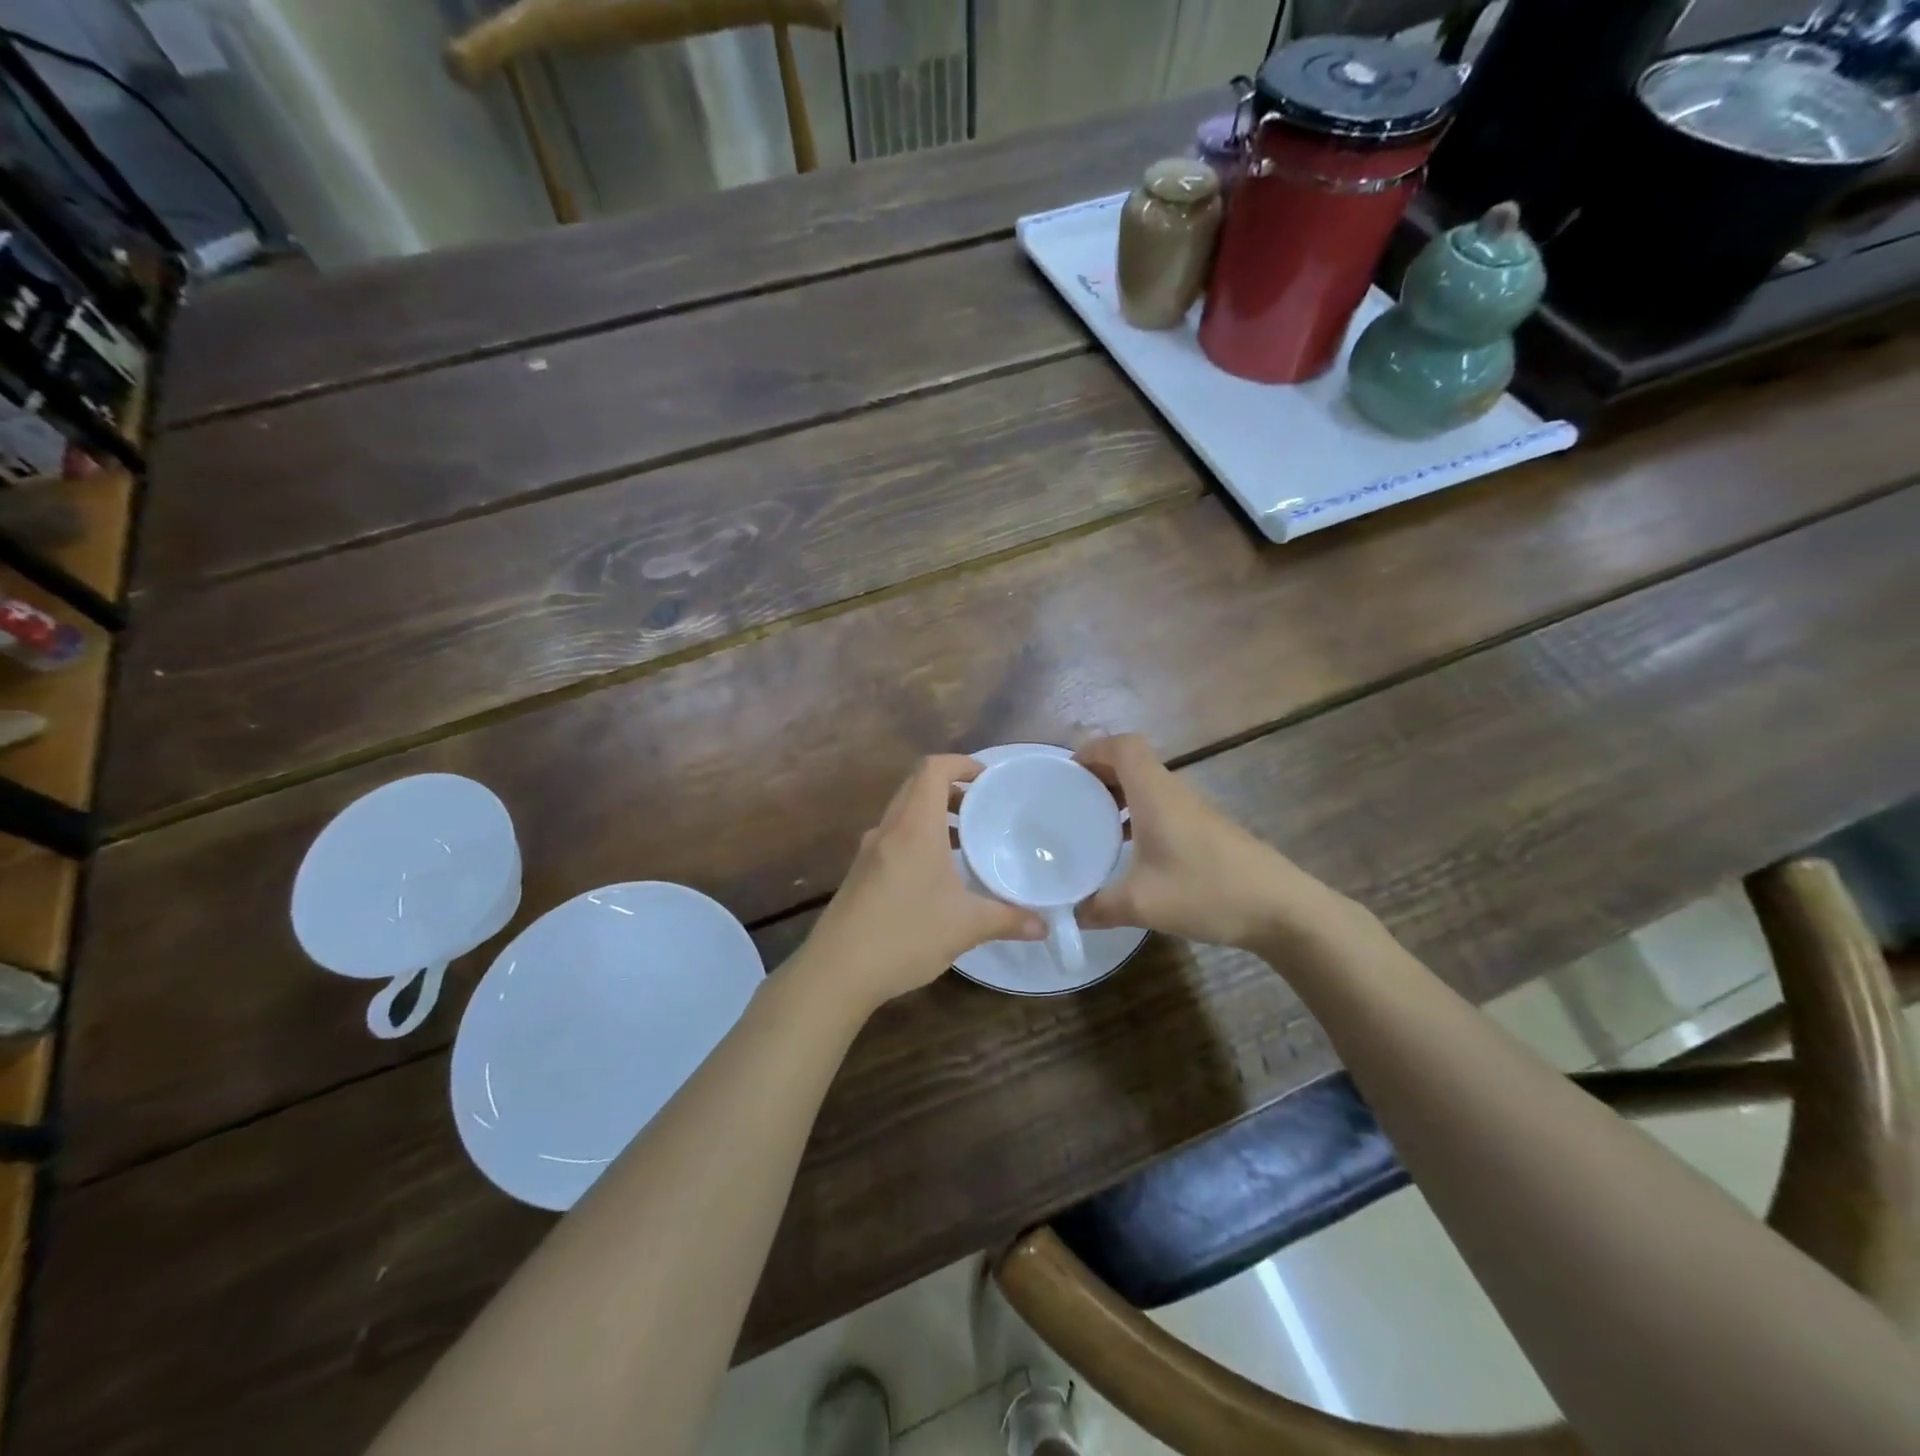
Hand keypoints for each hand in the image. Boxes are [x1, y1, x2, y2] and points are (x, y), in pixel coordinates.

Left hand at [795, 755, 1045, 1012]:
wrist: (837, 970)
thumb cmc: (905, 934)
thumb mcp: (966, 927)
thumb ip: (1009, 919)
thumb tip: (1045, 926)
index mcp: (914, 827)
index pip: (932, 769)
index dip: (961, 764)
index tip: (987, 779)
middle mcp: (889, 829)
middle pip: (917, 786)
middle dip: (951, 789)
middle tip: (983, 808)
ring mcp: (869, 851)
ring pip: (903, 814)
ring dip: (933, 816)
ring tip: (966, 841)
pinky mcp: (860, 873)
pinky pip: (893, 838)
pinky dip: (918, 839)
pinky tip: (937, 875)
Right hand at [1075, 735, 1360, 951]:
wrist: (1282, 909)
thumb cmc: (1208, 891)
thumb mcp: (1142, 904)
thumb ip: (1098, 907)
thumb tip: (1069, 914)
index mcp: (1155, 794)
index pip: (1123, 746)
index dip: (1093, 749)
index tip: (1067, 772)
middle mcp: (1174, 793)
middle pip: (1133, 762)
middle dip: (1099, 773)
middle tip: (1070, 800)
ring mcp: (1194, 811)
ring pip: (1149, 786)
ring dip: (1119, 796)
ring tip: (1092, 825)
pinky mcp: (1207, 831)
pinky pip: (1162, 808)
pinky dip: (1138, 816)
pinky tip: (1130, 852)